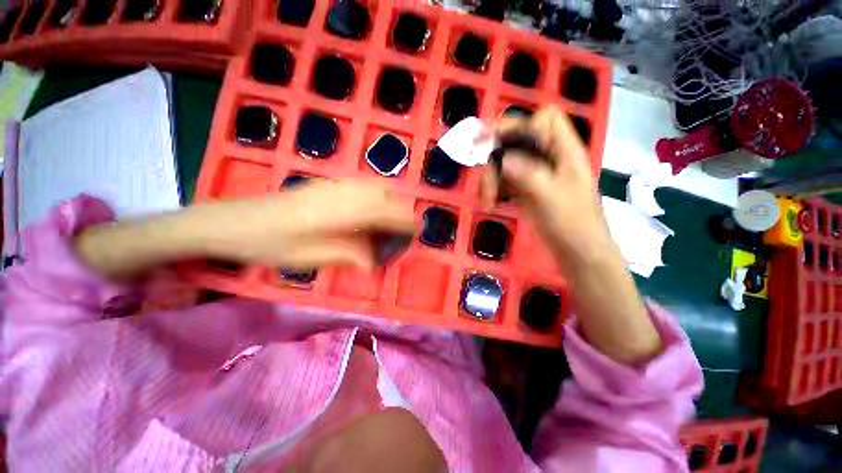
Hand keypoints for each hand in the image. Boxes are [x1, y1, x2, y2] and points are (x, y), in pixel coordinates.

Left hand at [200, 180, 416, 268]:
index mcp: (335, 212)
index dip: (404, 219)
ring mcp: (332, 185)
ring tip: (395, 219)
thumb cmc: (269, 244)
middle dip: (402, 209)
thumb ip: (348, 254)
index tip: (418, 230)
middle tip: (408, 228)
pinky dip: (378, 194)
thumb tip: (375, 260)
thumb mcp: (309, 257)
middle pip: (383, 194)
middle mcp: (338, 192)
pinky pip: (362, 185)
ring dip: (391, 201)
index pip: (382, 211)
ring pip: (374, 186)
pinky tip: (374, 208)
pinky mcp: (327, 184)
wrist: (235, 221)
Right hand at [481, 105, 611, 265]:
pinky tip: (490, 203)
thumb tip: (501, 158)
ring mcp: (536, 174)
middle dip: (496, 159)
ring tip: (487, 201)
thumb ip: (528, 174)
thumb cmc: (573, 223)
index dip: (521, 124)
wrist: (577, 251)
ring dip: (492, 180)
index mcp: (565, 151)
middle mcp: (549, 158)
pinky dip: (495, 190)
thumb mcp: (551, 197)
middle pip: (517, 143)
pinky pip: (505, 182)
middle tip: (482, 176)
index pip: (545, 120)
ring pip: (506, 164)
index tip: (495, 138)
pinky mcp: (526, 190)